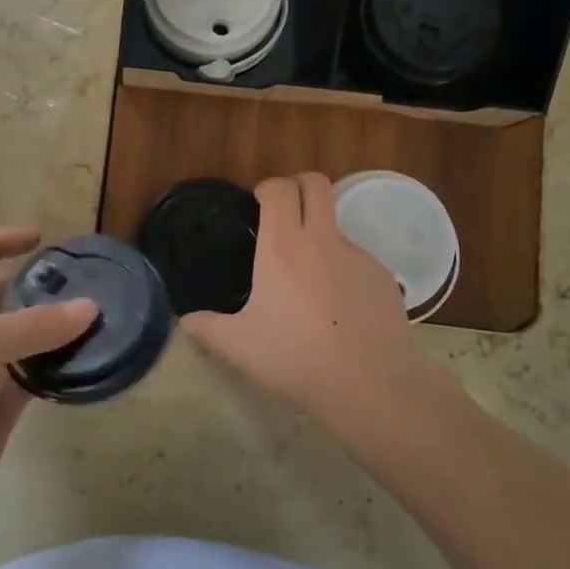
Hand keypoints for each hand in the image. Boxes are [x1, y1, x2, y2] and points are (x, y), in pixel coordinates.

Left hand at [0, 227, 96, 540]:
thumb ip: (37, 324)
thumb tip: (90, 307)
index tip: (38, 238)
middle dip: (33, 287)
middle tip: (80, 283)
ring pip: (19, 339)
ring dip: (51, 328)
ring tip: (94, 318)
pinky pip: (31, 376)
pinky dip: (55, 367)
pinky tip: (85, 360)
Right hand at [183, 174, 434, 418]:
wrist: (371, 385)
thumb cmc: (296, 358)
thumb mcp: (239, 347)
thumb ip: (208, 328)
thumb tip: (186, 320)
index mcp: (282, 246)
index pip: (280, 188)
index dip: (268, 187)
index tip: (257, 205)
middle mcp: (322, 240)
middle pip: (316, 183)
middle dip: (299, 186)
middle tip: (284, 215)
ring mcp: (358, 256)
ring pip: (337, 224)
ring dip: (320, 235)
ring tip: (309, 281)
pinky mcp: (384, 277)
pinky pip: (357, 260)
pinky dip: (343, 271)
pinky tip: (338, 309)